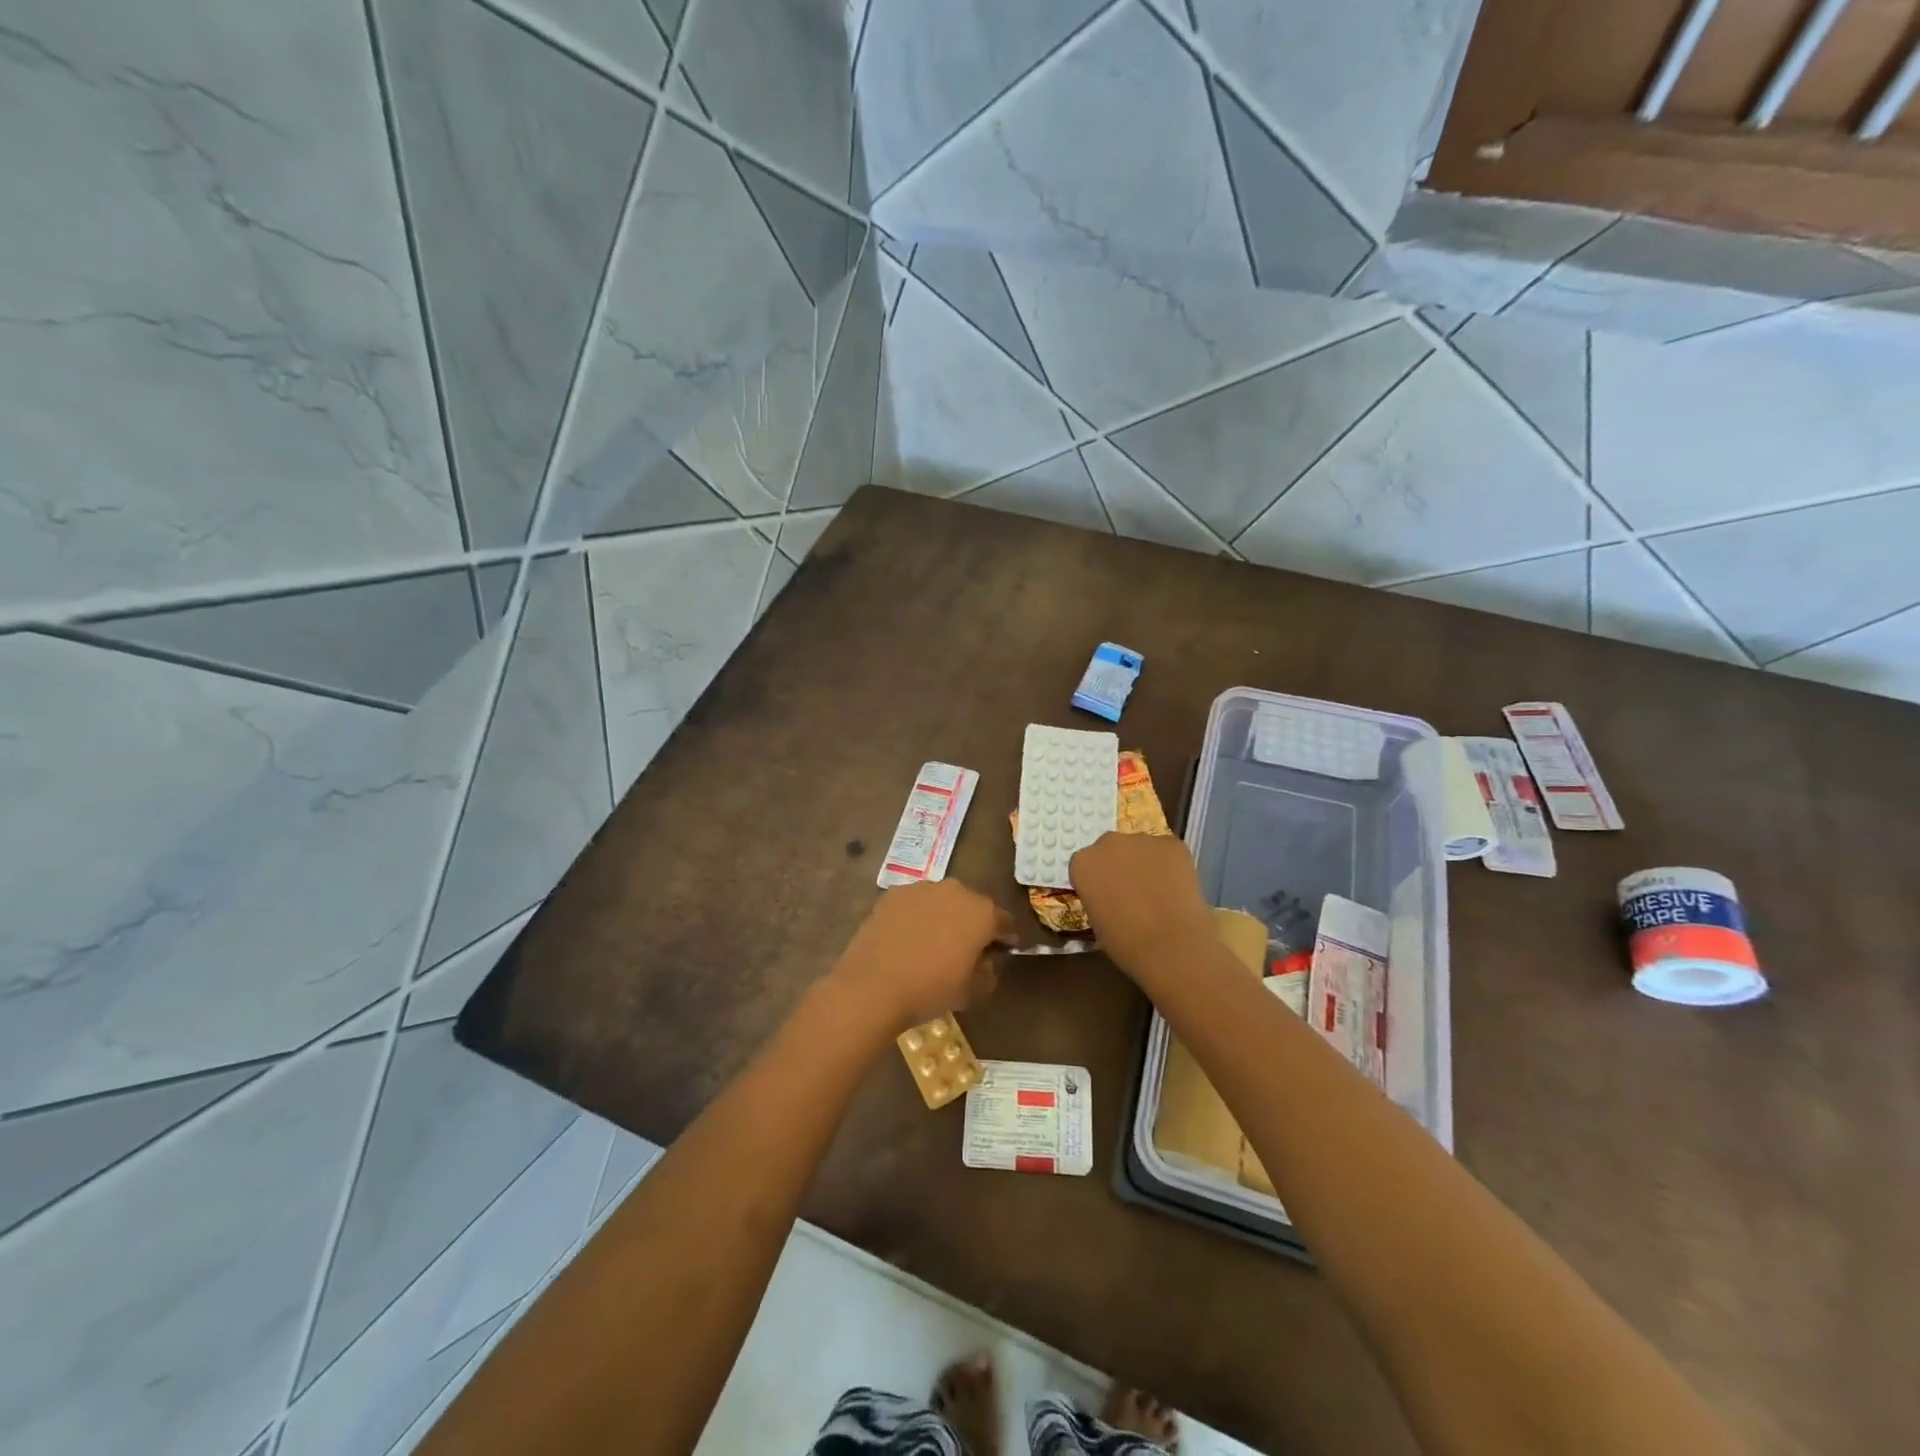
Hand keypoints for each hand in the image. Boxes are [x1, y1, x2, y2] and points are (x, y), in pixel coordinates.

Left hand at [830, 879, 1017, 1028]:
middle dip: (973, 924)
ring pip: (942, 901)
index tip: (1002, 952)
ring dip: (944, 917)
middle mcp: (956, 891)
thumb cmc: (931, 989)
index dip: (1006, 938)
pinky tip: (907, 939)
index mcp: (982, 912)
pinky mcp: (893, 894)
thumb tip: (987, 962)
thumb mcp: (973, 992)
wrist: (873, 986)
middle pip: (973, 906)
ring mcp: (921, 888)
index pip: (1005, 922)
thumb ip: (989, 972)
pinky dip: (916, 917)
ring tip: (933, 943)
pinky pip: (915, 904)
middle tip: (966, 949)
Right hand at [1069, 833, 1214, 985]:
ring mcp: (1142, 840)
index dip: (1098, 880)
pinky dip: (1171, 865)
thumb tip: (1112, 898)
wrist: (1171, 944)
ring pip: (1141, 848)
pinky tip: (1177, 888)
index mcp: (1083, 863)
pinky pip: (1167, 851)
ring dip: (1145, 863)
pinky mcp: (1172, 843)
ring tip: (1159, 891)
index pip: (1086, 865)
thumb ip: (1098, 898)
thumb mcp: (1096, 922)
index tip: (1106, 896)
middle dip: (1119, 865)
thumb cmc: (1125, 942)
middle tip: (1132, 891)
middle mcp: (1108, 843)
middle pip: (1112, 849)